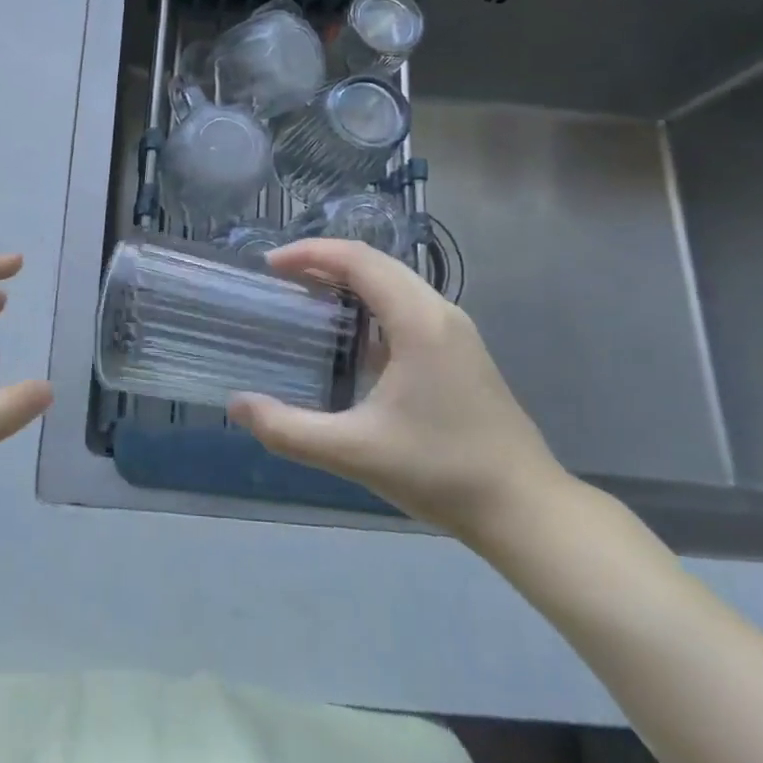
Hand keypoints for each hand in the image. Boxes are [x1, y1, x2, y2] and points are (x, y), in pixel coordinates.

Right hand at [227, 239, 570, 545]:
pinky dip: (371, 302)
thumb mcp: (355, 452)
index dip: (310, 253)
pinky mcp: (461, 350)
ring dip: (349, 280)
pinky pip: (407, 305)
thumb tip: (236, 405)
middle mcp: (439, 311)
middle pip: (375, 263)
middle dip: (324, 261)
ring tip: (307, 297)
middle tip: (280, 279)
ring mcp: (455, 330)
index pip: (357, 259)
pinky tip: (350, 337)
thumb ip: (289, 430)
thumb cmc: (441, 472)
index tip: (269, 265)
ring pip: (394, 282)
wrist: (527, 510)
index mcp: (418, 320)